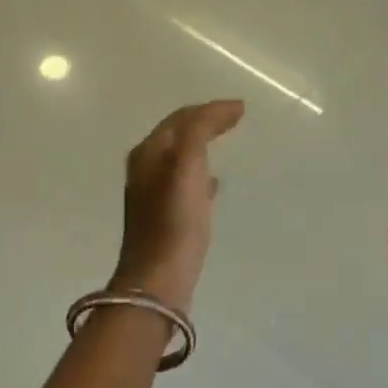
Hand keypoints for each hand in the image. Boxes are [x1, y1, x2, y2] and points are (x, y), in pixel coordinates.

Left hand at [111, 99, 244, 313]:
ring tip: (224, 143)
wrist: (158, 279)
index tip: (242, 108)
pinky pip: (184, 184)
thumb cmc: (175, 220)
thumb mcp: (188, 165)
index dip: (210, 109)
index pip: (180, 118)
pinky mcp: (164, 218)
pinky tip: (214, 184)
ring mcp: (152, 195)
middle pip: (177, 135)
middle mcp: (145, 169)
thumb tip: (224, 108)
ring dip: (201, 146)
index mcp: (148, 153)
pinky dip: (201, 174)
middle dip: (204, 123)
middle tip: (233, 118)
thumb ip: (201, 131)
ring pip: (180, 158)